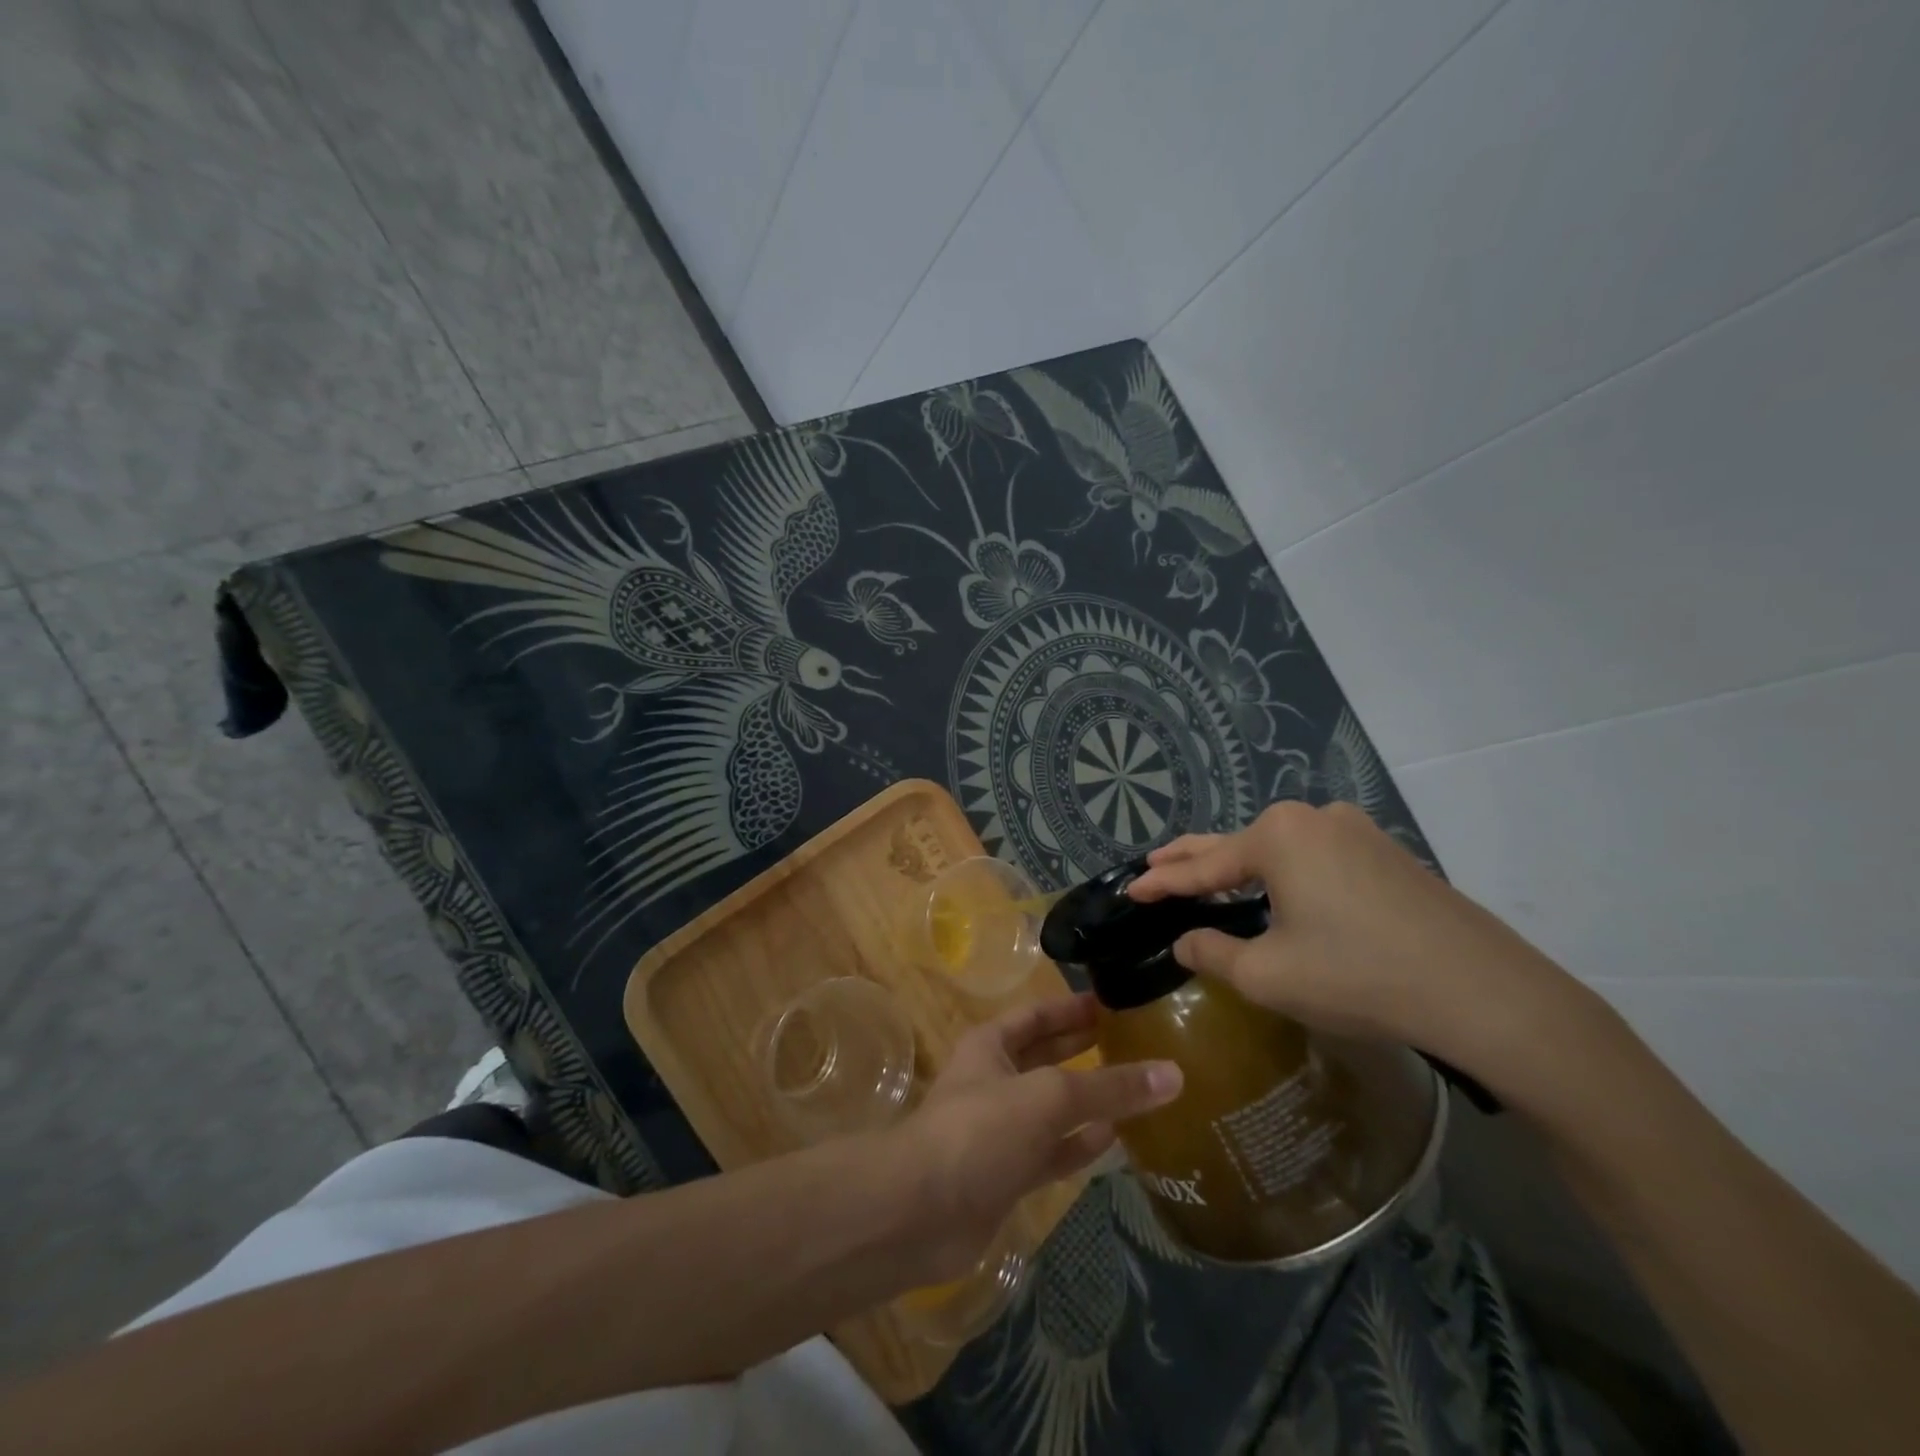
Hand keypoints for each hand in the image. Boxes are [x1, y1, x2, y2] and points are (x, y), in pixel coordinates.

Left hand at [894, 993, 1180, 1281]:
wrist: (921, 1211)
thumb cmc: (981, 1129)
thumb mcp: (1049, 1096)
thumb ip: (1109, 1087)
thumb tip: (1173, 1074)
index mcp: (991, 1045)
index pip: (1037, 1015)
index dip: (1072, 1007)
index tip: (1113, 1002)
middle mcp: (995, 1080)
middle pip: (1045, 1057)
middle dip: (1083, 1048)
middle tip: (1133, 1040)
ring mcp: (1001, 1129)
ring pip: (1052, 1107)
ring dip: (1088, 1099)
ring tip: (1136, 1088)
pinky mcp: (1008, 1174)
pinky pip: (1052, 1151)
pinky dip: (1080, 1144)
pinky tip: (1114, 1138)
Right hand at [1128, 802, 1601, 1106]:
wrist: (1483, 992)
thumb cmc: (1358, 976)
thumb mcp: (1268, 975)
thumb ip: (1213, 952)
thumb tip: (1186, 940)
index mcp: (1277, 836)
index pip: (1202, 865)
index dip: (1162, 883)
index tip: (1130, 890)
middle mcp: (1312, 818)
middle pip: (1236, 843)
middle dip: (1192, 859)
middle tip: (1154, 867)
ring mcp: (1355, 831)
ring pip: (1278, 848)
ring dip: (1240, 866)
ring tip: (1207, 879)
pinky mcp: (1386, 854)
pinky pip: (1315, 857)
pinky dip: (1282, 873)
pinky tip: (1276, 890)